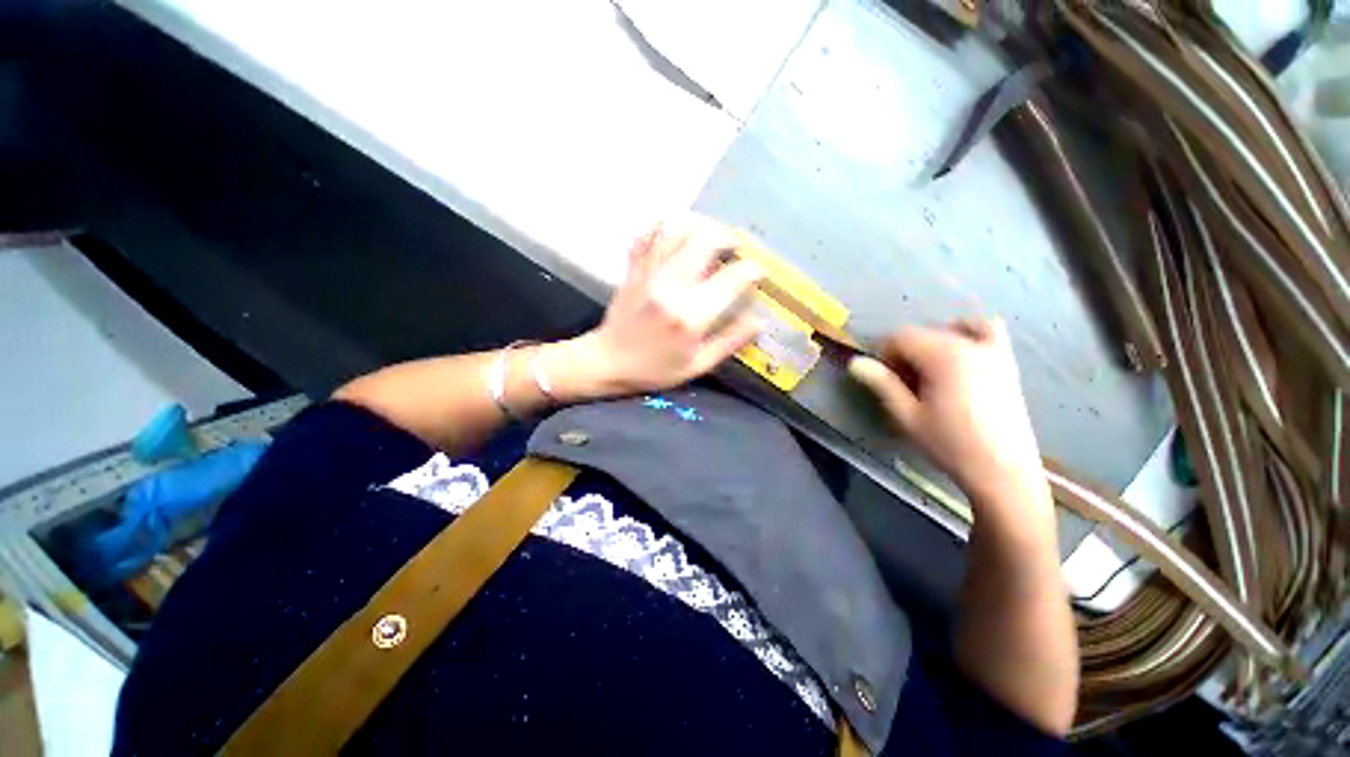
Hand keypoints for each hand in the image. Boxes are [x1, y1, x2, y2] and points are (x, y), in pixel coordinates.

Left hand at [561, 217, 764, 396]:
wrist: (607, 362)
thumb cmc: (654, 369)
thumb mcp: (697, 365)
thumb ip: (729, 342)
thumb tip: (759, 321)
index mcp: (690, 315)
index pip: (731, 278)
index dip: (751, 270)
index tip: (757, 272)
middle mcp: (671, 286)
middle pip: (705, 240)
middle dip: (727, 238)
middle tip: (734, 249)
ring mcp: (649, 273)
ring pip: (677, 228)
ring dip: (700, 227)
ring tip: (709, 238)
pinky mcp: (633, 268)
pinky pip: (649, 234)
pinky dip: (665, 226)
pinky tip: (676, 234)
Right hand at [847, 318, 1046, 504]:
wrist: (1002, 470)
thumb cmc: (949, 444)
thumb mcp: (907, 416)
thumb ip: (882, 384)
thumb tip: (855, 362)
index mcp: (942, 357)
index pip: (901, 337)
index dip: (885, 354)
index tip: (883, 378)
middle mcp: (968, 345)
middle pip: (923, 333)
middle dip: (905, 353)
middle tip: (902, 384)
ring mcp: (992, 351)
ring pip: (950, 329)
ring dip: (931, 343)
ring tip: (927, 371)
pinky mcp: (1006, 362)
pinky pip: (987, 329)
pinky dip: (968, 332)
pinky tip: (959, 352)